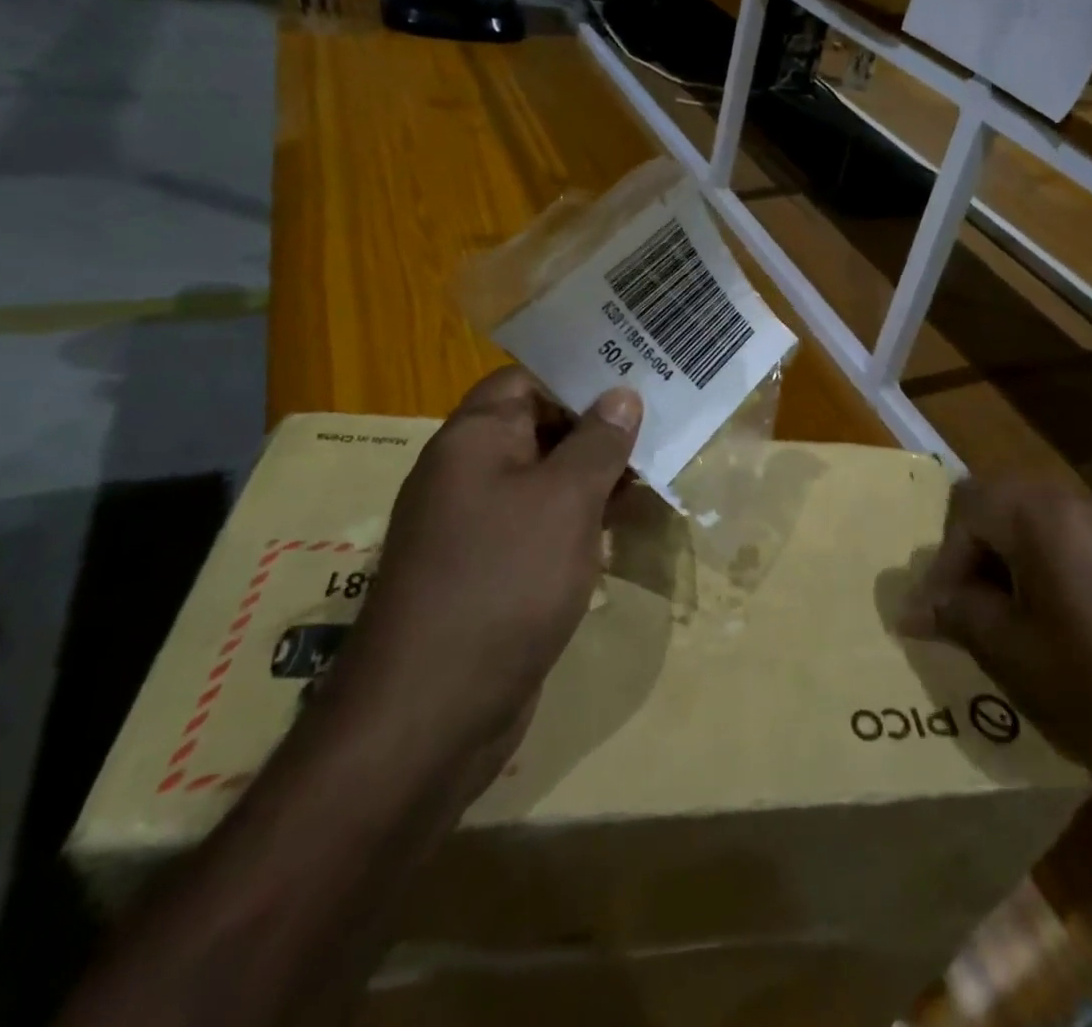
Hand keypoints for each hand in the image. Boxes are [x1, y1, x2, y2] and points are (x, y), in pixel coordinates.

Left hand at [331, 367, 641, 783]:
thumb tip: (621, 393)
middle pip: (538, 429)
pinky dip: (578, 522)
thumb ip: (597, 442)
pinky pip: (539, 527)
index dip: (580, 378)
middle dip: (598, 431)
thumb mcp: (565, 501)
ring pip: (544, 481)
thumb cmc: (504, 582)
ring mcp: (476, 526)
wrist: (431, 713)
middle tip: (660, 432)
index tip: (636, 385)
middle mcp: (467, 473)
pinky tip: (619, 532)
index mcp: (474, 439)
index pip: (527, 380)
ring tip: (654, 479)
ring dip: (594, 479)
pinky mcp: (489, 571)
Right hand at [902, 475, 1091, 787]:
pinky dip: (1054, 562)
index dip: (943, 562)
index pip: (964, 510)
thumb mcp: (1014, 651)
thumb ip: (957, 615)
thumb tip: (912, 609)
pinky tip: (1069, 614)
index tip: (940, 617)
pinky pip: (1080, 536)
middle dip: (975, 554)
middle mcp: (1077, 497)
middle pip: (1000, 503)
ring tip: (1014, 616)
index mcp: (1039, 511)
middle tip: (971, 610)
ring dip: (1013, 558)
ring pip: (1039, 519)